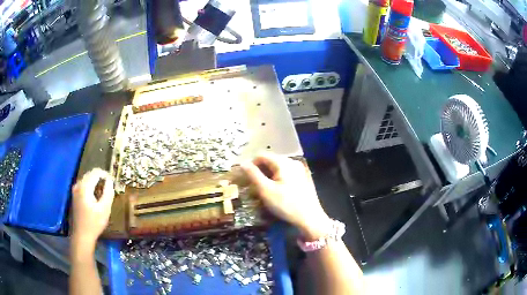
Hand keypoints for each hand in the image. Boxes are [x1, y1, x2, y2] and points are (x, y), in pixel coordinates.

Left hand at [71, 168, 114, 245]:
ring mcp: (75, 190)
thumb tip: (110, 181)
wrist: (82, 235)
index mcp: (84, 187)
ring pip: (87, 179)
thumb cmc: (94, 223)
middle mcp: (78, 185)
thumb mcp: (105, 209)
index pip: (96, 172)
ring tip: (104, 191)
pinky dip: (91, 187)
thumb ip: (108, 193)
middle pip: (90, 174)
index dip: (105, 174)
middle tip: (110, 187)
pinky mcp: (75, 196)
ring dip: (96, 182)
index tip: (113, 181)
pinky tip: (96, 196)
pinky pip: (84, 185)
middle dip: (101, 178)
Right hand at [242, 153, 330, 239]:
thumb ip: (253, 175)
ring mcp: (300, 170)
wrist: (310, 218)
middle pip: (270, 161)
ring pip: (278, 168)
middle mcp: (293, 162)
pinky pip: (286, 174)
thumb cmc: (286, 204)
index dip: (251, 165)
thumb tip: (243, 163)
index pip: (262, 156)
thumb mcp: (266, 190)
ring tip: (262, 189)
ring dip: (268, 176)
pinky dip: (277, 179)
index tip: (245, 178)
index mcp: (284, 162)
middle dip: (260, 171)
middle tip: (253, 185)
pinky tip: (276, 191)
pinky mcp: (303, 178)